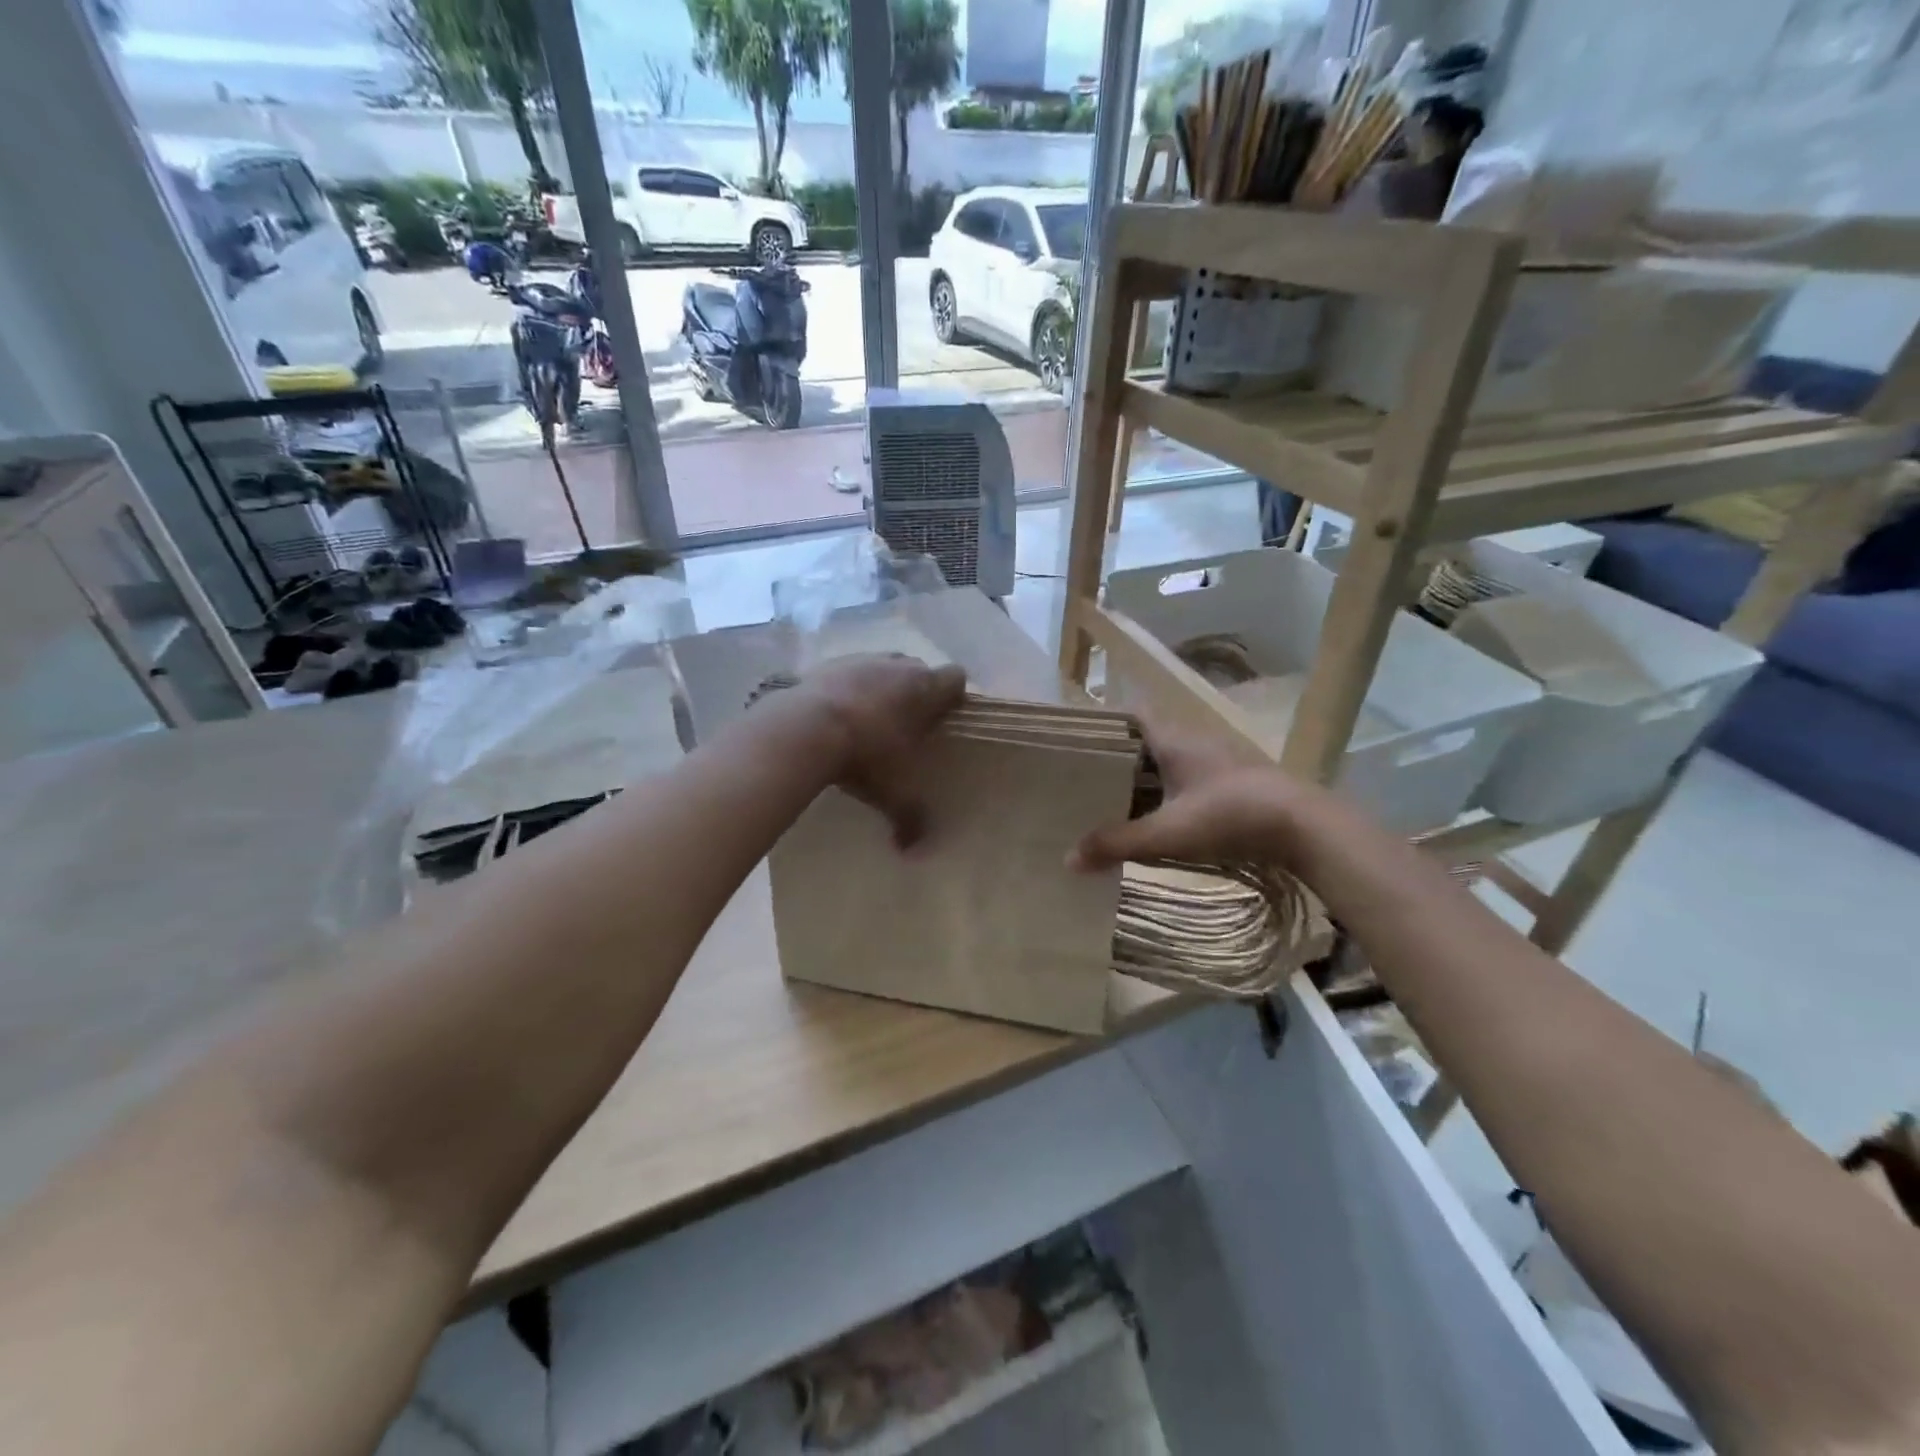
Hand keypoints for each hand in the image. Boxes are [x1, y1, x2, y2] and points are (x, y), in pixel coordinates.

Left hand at [793, 654, 966, 848]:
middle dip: (916, 692)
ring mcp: (861, 660)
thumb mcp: (891, 793)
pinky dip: (847, 689)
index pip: (956, 677)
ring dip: (880, 687)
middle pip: (919, 670)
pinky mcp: (827, 664)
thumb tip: (911, 851)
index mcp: (925, 689)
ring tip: (868, 720)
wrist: (805, 729)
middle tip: (907, 725)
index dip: (953, 695)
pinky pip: (847, 672)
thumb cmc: (864, 756)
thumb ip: (908, 819)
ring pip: (882, 667)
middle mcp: (897, 666)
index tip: (945, 718)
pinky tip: (835, 716)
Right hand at [1068, 711, 1324, 871]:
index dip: (1104, 722)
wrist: (1306, 827)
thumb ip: (1117, 844)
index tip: (1078, 741)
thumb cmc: (1230, 816)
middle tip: (1086, 778)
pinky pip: (1190, 778)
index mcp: (1174, 739)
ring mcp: (1220, 760)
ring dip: (1146, 777)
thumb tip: (1068, 859)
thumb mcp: (1168, 834)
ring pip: (1170, 760)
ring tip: (1114, 800)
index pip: (1132, 713)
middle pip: (1147, 739)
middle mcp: (1195, 740)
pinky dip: (1170, 792)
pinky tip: (1161, 817)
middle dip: (1118, 756)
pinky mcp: (1236, 781)